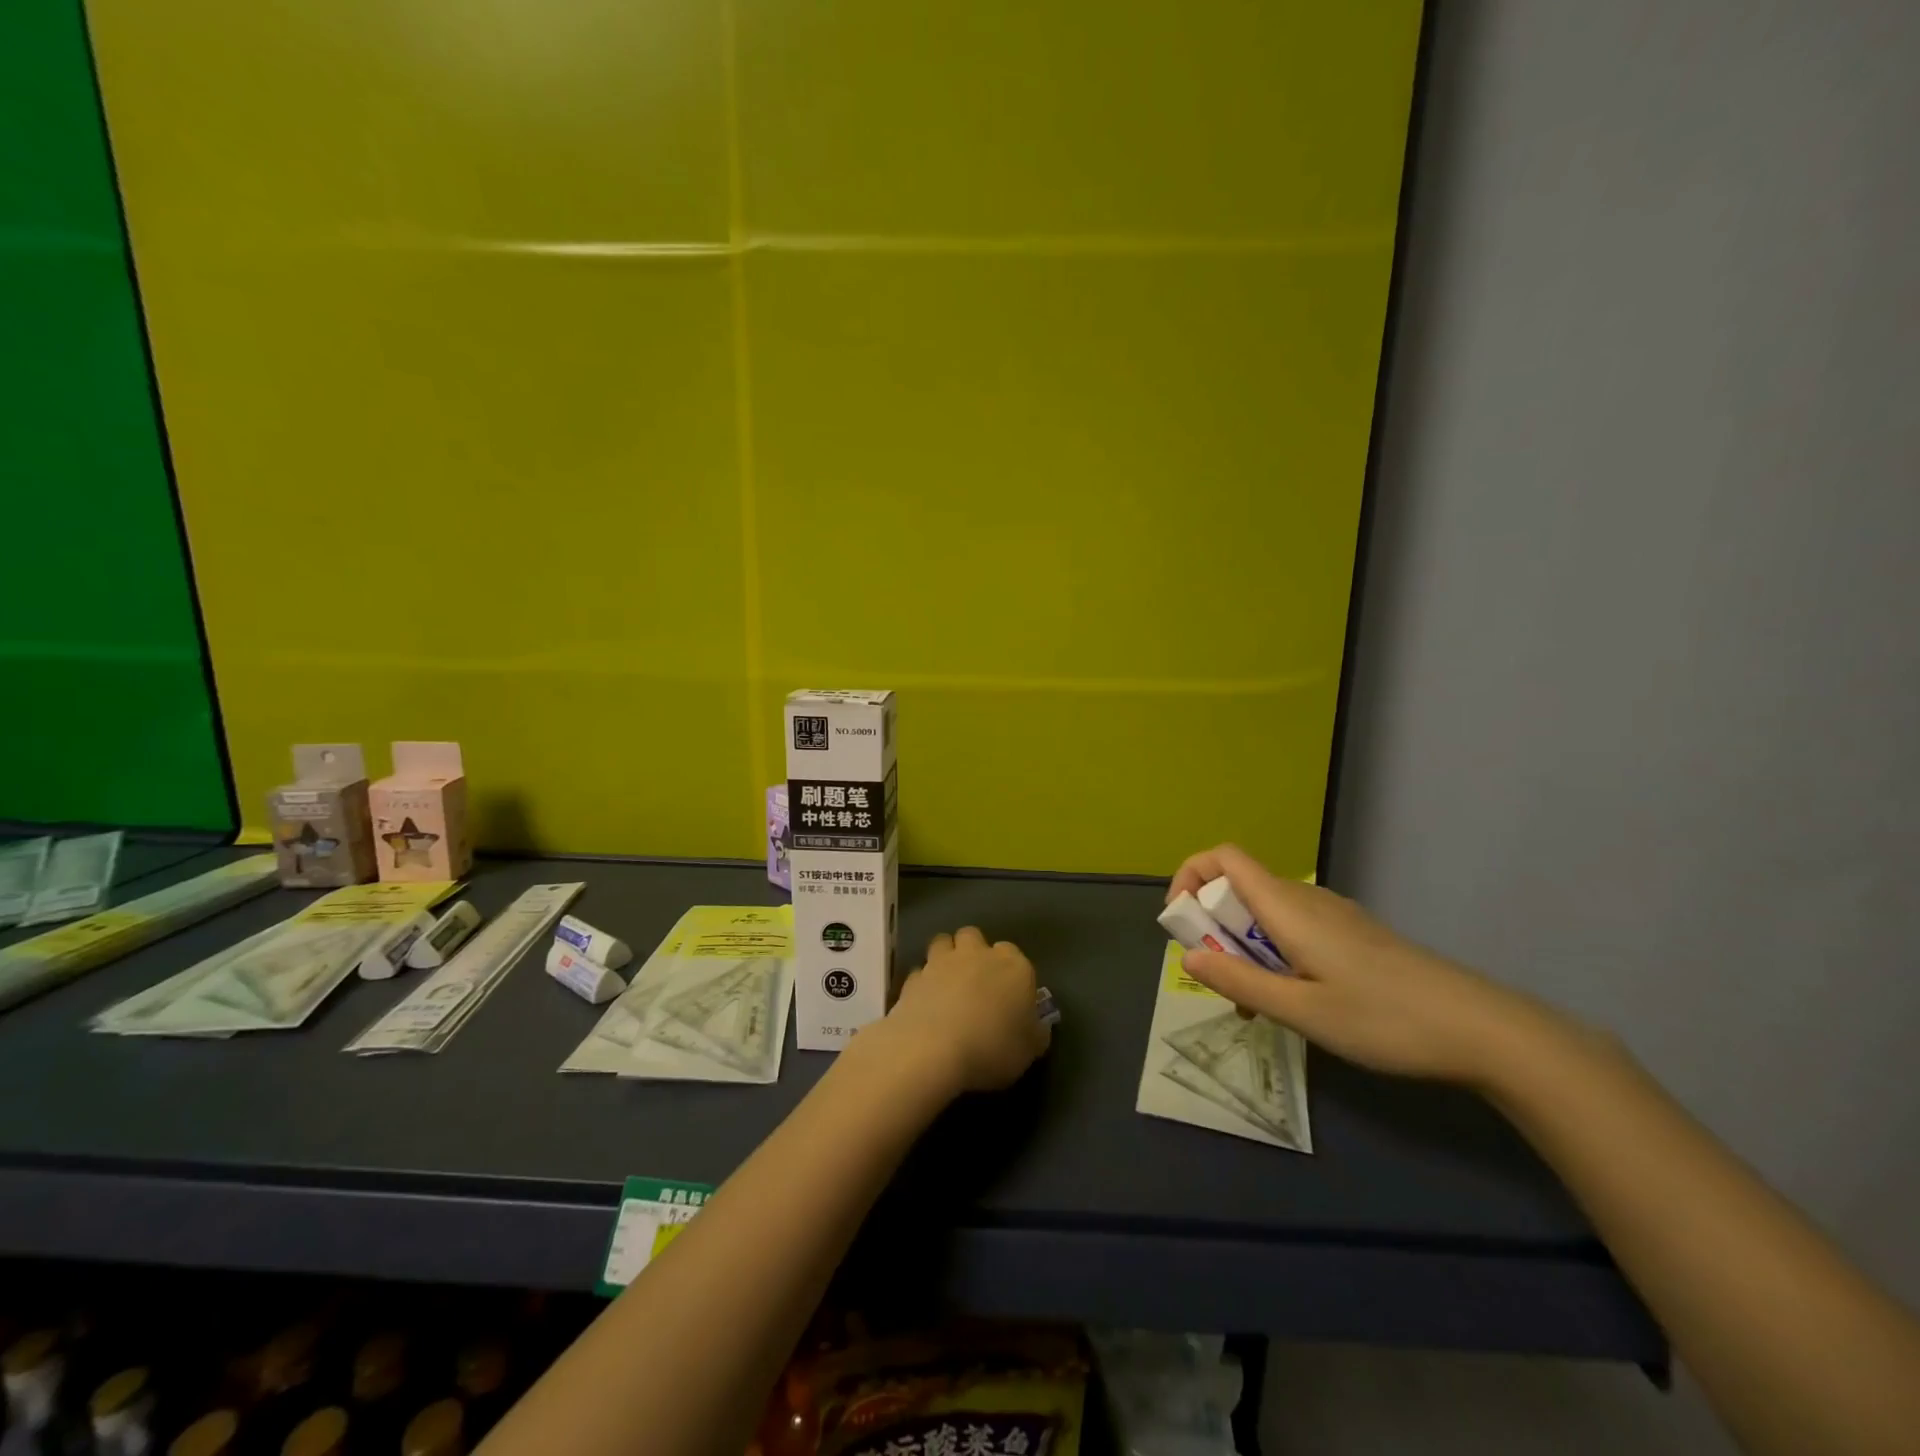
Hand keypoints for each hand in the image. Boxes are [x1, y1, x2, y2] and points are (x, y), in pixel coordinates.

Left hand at [866, 927, 1050, 1095]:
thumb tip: (1036, 1027)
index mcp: (1013, 966)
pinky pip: (920, 972)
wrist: (933, 1050)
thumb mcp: (1030, 1050)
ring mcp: (941, 962)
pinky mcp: (913, 978)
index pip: (1013, 953)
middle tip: (975, 982)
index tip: (1008, 994)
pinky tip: (925, 1002)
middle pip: (974, 936)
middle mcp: (977, 954)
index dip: (1010, 971)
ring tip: (947, 983)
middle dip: (974, 951)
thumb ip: (1036, 1033)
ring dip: (945, 956)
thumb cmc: (993, 1047)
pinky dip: (923, 982)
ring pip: (943, 942)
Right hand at [1168, 844, 1558, 1086]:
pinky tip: (1292, 1002)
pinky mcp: (1351, 935)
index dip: (1189, 876)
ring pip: (1265, 913)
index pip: (1222, 857)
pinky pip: (1292, 930)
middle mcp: (1305, 898)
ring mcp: (1332, 915)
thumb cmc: (1384, 1018)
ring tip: (1252, 1004)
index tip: (1182, 923)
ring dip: (1242, 946)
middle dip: (1212, 924)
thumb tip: (1187, 956)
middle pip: (1238, 886)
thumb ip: (1239, 981)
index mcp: (1286, 906)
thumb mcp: (1301, 1010)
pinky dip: (1272, 954)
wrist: (1481, 1030)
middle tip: (1218, 978)